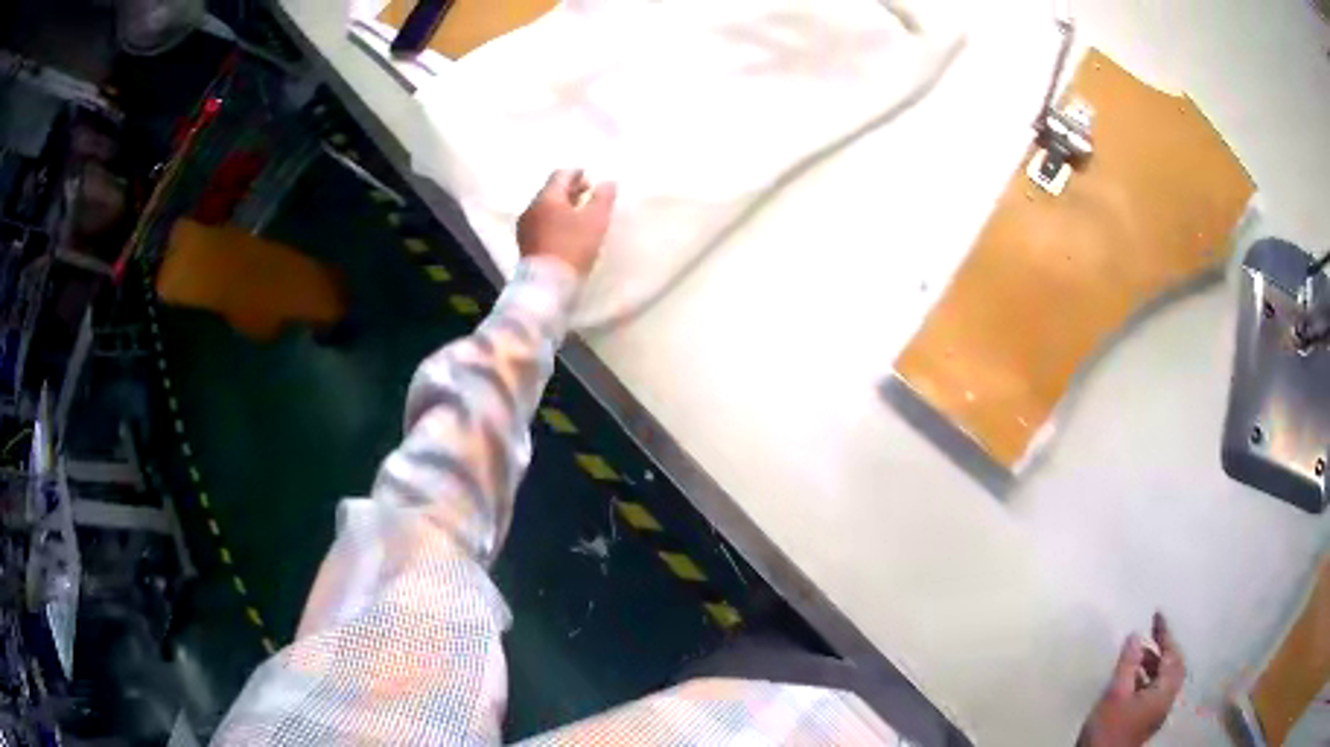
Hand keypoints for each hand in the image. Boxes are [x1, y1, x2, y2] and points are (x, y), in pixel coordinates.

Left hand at [517, 169, 616, 276]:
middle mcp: (531, 208)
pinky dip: (553, 220)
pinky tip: (565, 230)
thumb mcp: (595, 221)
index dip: (577, 173)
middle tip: (587, 193)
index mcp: (547, 197)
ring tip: (578, 213)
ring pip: (545, 208)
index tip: (589, 176)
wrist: (547, 285)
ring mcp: (525, 227)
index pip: (561, 175)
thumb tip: (608, 182)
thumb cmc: (572, 247)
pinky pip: (540, 223)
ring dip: (561, 206)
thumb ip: (603, 198)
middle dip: (569, 189)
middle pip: (551, 191)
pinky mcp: (525, 244)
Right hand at [1078, 613, 1185, 746]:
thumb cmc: (1109, 728)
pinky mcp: (1145, 721)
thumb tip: (1136, 635)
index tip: (1156, 614)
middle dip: (1164, 648)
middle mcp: (1166, 700)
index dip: (1165, 633)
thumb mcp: (1115, 693)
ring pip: (1163, 680)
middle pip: (1173, 667)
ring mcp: (1156, 713)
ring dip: (1154, 663)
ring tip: (1137, 654)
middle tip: (1151, 632)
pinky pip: (1154, 690)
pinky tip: (1131, 678)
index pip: (1172, 655)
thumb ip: (1128, 663)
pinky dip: (1147, 678)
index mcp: (1165, 691)